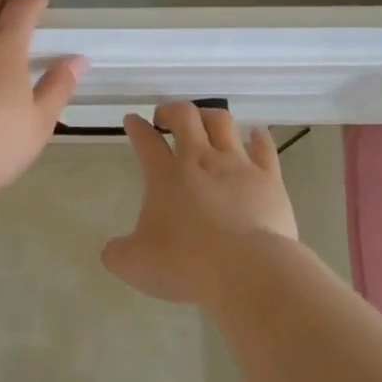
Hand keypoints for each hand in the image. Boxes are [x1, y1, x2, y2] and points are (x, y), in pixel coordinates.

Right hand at [102, 102, 299, 305]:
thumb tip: (112, 250)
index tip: (132, 120)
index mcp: (165, 176)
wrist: (247, 270)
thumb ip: (118, 253)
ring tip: (204, 121)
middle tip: (165, 118)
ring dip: (209, 116)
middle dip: (171, 110)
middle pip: (185, 116)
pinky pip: (264, 147)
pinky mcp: (269, 179)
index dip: (136, 127)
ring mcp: (237, 165)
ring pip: (222, 122)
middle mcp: (200, 160)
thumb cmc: (187, 265)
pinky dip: (259, 136)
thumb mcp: (136, 265)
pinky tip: (256, 133)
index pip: (145, 140)